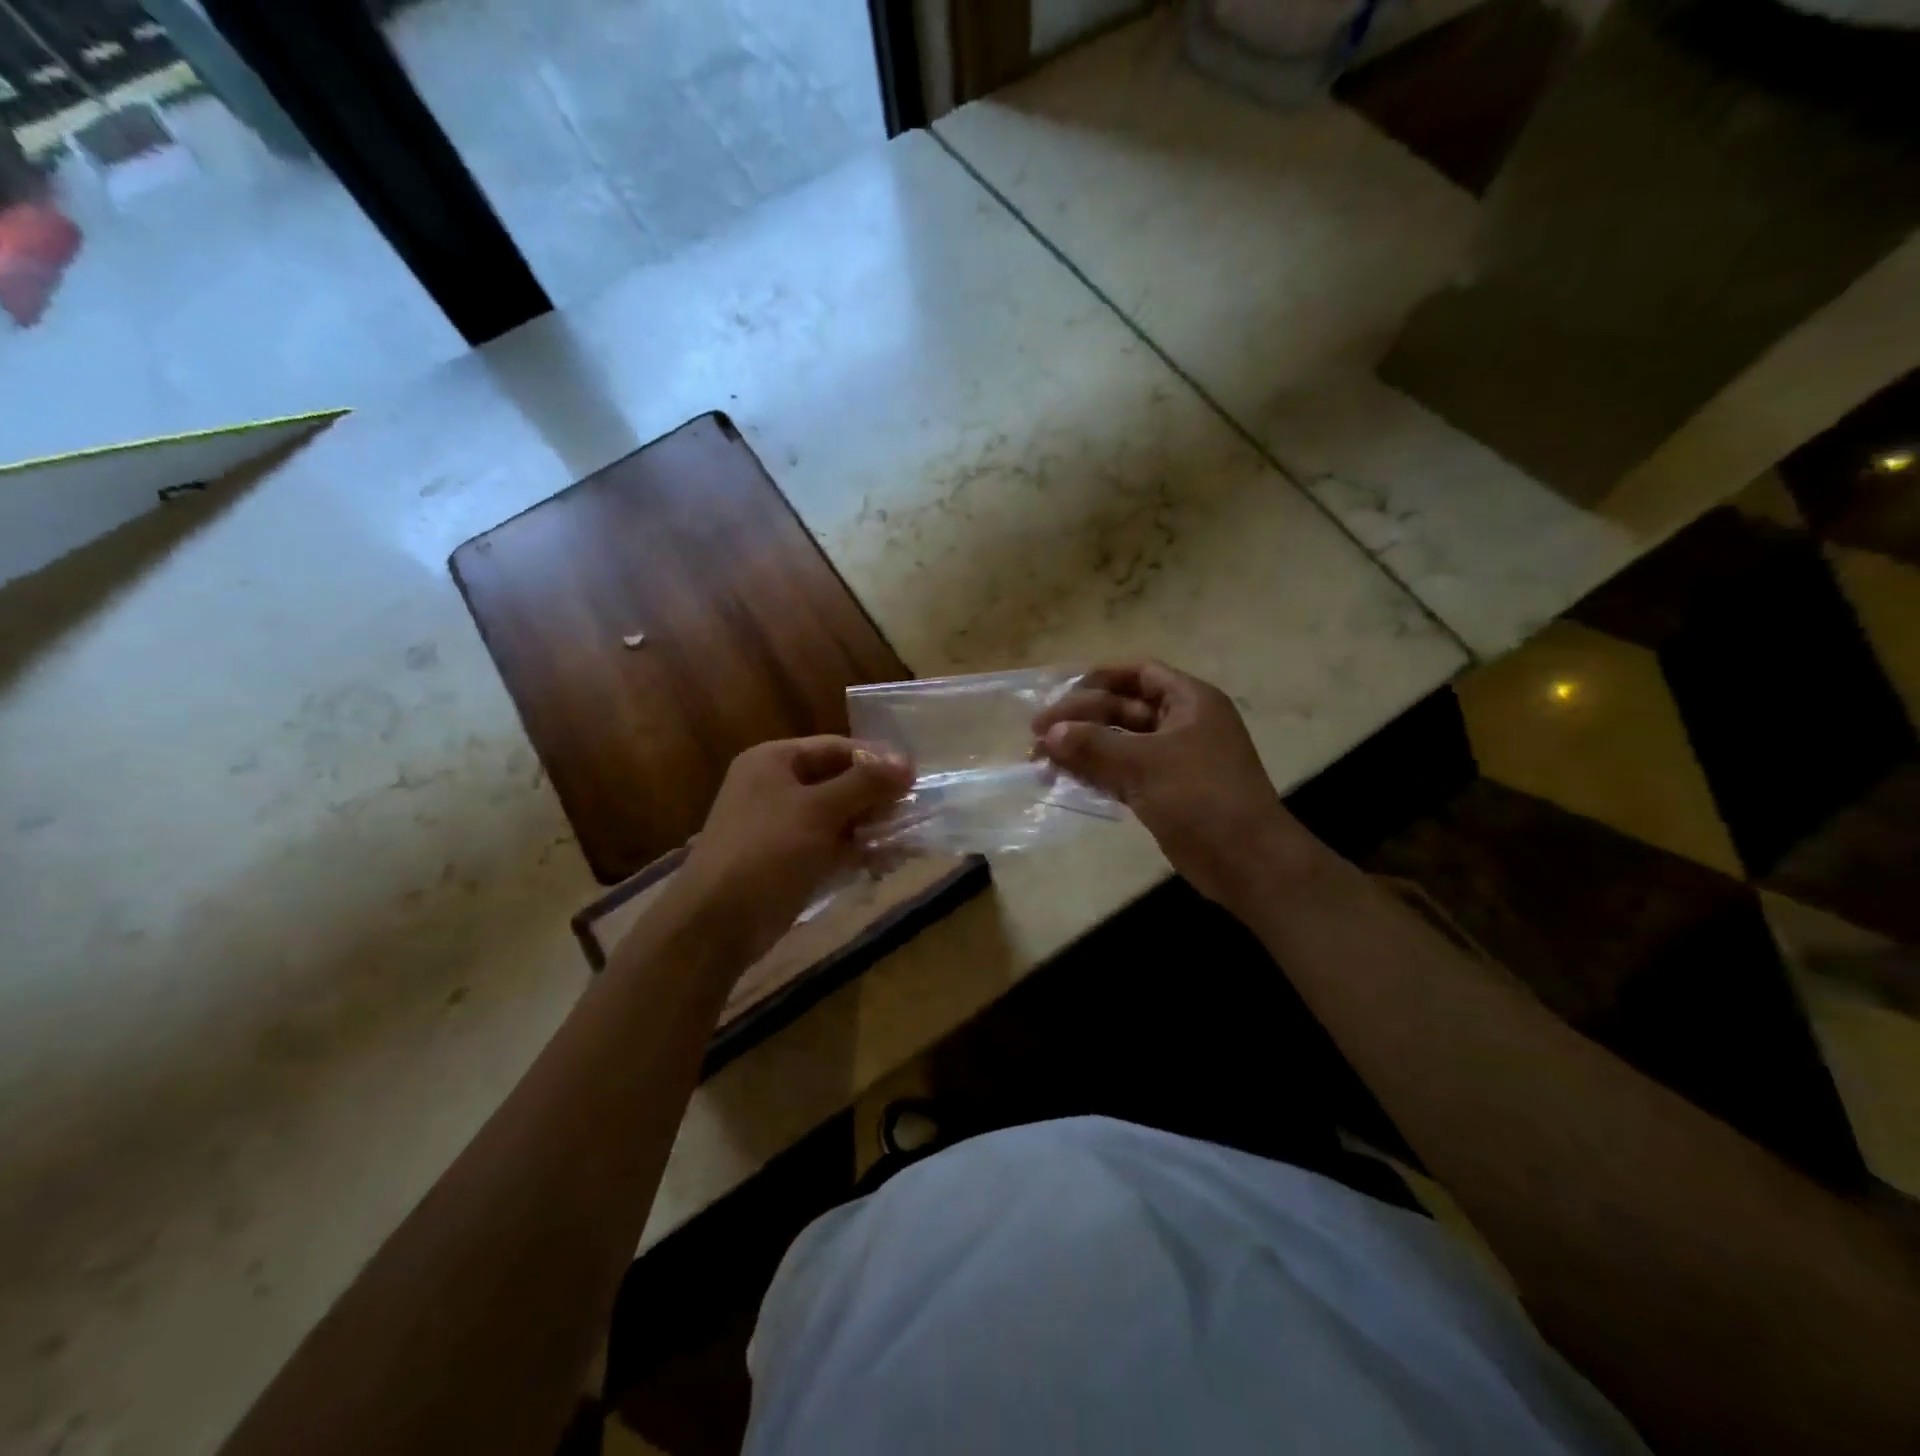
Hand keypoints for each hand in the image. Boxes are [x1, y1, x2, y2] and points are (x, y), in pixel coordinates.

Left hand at [660, 736, 912, 968]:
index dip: (876, 760)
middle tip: (914, 812)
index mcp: (774, 761)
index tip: (915, 777)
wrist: (716, 924)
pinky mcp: (789, 860)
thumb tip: (908, 761)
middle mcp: (776, 787)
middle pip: (839, 781)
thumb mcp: (818, 811)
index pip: (836, 748)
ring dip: (872, 827)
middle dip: (877, 797)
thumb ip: (865, 784)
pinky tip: (888, 861)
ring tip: (908, 840)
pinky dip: (858, 851)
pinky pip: (832, 845)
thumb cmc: (766, 852)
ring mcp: (782, 826)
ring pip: (838, 817)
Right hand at [1032, 661, 1319, 907]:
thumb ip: (1093, 746)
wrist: (1246, 861)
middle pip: (1122, 709)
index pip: (1138, 673)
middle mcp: (1181, 724)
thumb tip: (1049, 735)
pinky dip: (1094, 774)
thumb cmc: (1201, 797)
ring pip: (1119, 744)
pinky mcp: (1163, 792)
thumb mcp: (1145, 764)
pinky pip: (1122, 773)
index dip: (1097, 678)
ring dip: (1081, 748)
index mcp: (1189, 701)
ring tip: (1039, 759)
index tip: (1058, 692)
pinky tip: (1062, 780)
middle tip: (1037, 734)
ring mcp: (1173, 760)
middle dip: (1080, 718)